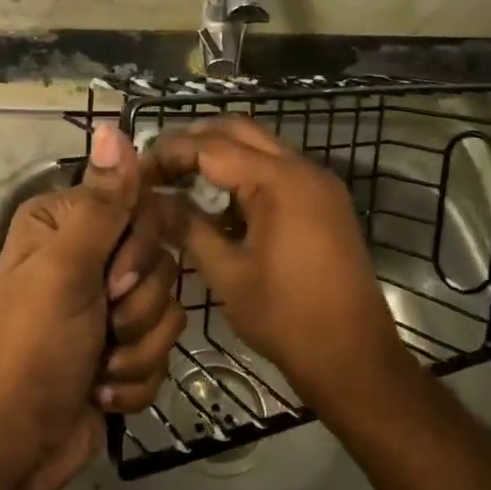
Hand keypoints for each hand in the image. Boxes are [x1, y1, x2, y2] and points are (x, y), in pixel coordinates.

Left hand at [0, 123, 184, 489]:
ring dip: (136, 348)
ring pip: (167, 307)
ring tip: (97, 367)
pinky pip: (161, 349)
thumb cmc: (32, 349)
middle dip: (138, 307)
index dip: (141, 247)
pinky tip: (101, 390)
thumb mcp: (65, 271)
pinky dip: (133, 377)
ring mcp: (107, 305)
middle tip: (102, 327)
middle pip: (162, 260)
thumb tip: (111, 126)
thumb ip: (102, 204)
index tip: (114, 281)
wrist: (17, 446)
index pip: (141, 205)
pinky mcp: (123, 348)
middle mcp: (89, 256)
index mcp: (67, 224)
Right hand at [144, 117, 405, 419]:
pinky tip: (218, 202)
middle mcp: (303, 168)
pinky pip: (277, 169)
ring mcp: (319, 183)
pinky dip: (245, 173)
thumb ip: (187, 227)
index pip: (211, 147)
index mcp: (279, 181)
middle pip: (238, 130)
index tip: (136, 174)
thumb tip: (150, 202)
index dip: (168, 154)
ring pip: (260, 146)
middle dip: (193, 142)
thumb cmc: (286, 318)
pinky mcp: (325, 202)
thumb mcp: (226, 273)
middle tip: (156, 166)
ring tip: (179, 179)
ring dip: (219, 154)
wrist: (354, 359)